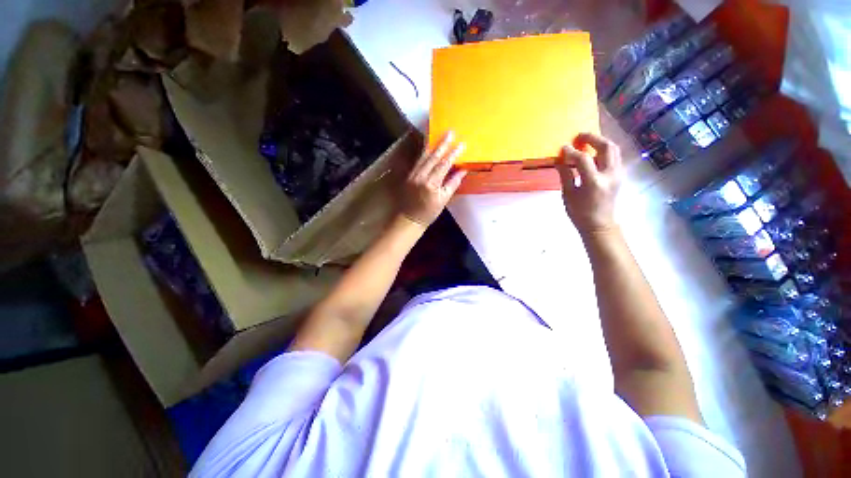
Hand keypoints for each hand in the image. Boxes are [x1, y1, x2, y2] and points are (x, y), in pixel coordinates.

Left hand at [400, 131, 466, 226]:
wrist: (409, 218)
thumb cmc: (429, 212)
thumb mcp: (443, 200)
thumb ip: (452, 184)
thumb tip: (462, 170)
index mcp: (431, 184)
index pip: (444, 165)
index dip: (453, 154)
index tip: (461, 144)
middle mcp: (421, 177)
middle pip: (433, 157)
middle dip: (442, 144)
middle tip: (449, 132)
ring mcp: (413, 175)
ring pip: (423, 157)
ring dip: (432, 145)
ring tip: (438, 134)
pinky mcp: (408, 175)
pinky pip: (417, 161)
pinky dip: (424, 153)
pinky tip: (428, 147)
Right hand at [557, 132, 622, 235]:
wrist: (600, 225)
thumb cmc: (580, 213)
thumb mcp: (568, 195)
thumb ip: (565, 175)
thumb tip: (559, 160)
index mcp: (594, 182)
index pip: (583, 159)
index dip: (571, 151)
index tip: (563, 148)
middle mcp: (610, 175)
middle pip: (606, 147)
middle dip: (593, 138)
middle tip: (579, 137)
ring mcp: (618, 174)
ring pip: (614, 150)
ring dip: (600, 142)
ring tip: (586, 142)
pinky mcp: (620, 175)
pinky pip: (614, 157)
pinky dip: (604, 150)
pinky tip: (593, 153)